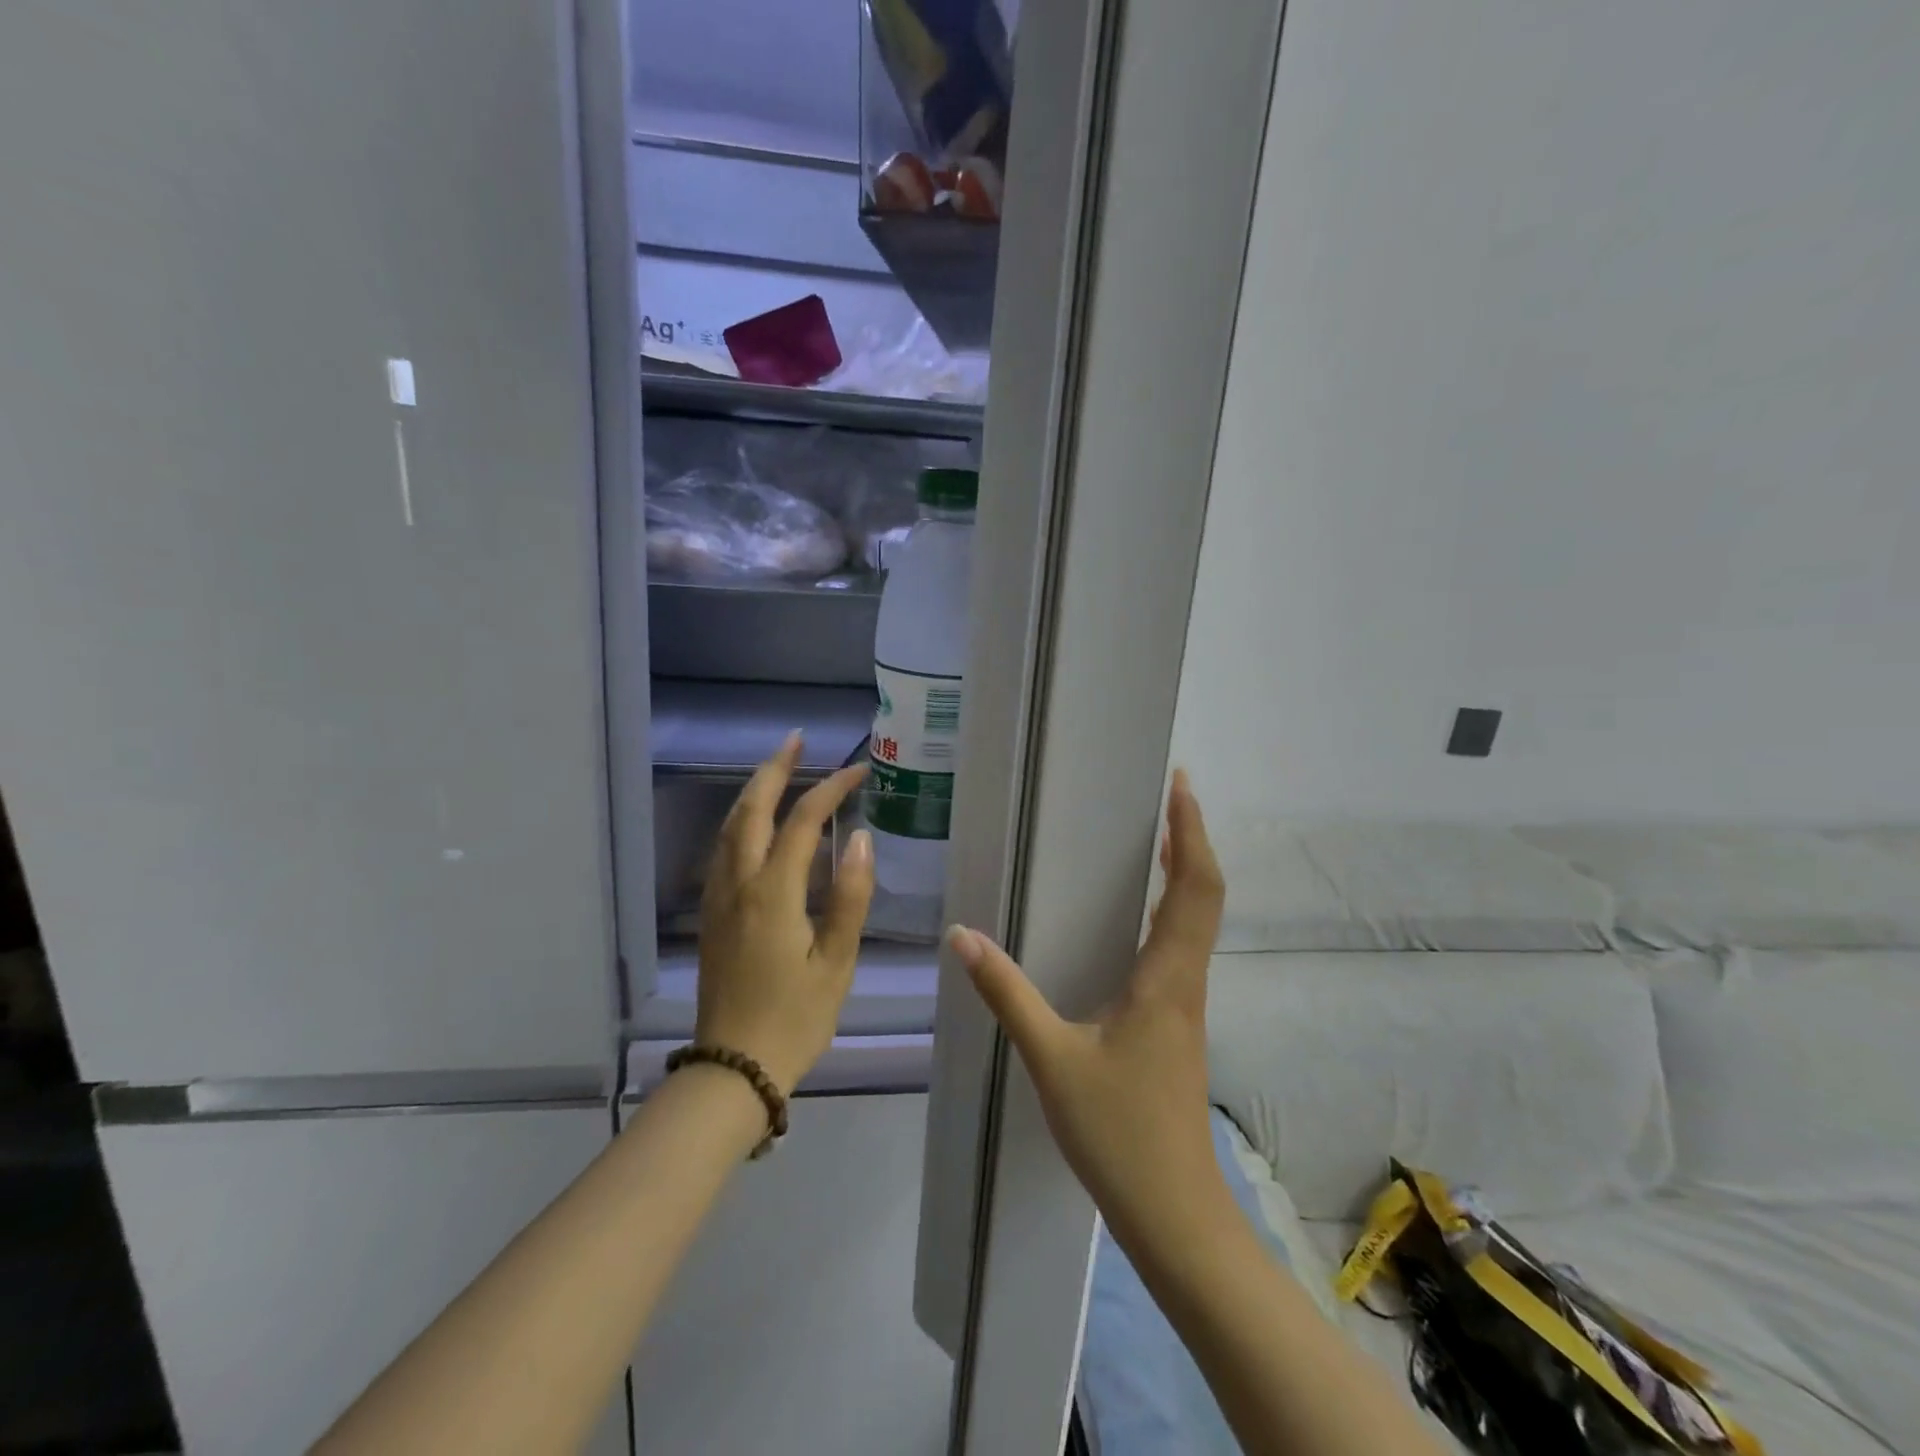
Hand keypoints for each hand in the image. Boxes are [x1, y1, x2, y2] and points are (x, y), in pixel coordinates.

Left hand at [695, 734, 872, 1095]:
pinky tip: (754, 824)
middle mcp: (739, 884)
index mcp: (773, 893)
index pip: (803, 822)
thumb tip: (862, 838)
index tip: (859, 771)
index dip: (831, 789)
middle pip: (751, 810)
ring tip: (777, 769)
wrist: (733, 1068)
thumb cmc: (795, 1018)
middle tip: (797, 741)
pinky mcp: (711, 915)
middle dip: (774, 770)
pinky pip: (722, 850)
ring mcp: (719, 899)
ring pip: (729, 828)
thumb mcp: (836, 962)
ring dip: (753, 792)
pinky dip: (740, 821)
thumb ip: (851, 896)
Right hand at [946, 770, 1228, 1249]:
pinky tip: (1139, 919)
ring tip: (1155, 840)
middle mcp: (1186, 982)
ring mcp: (1187, 1006)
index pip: (1194, 888)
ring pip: (1197, 923)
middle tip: (1165, 798)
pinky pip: (1181, 949)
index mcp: (1167, 979)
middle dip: (1191, 841)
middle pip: (1203, 896)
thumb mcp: (1051, 1059)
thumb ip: (1007, 994)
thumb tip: (962, 936)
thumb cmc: (1119, 1133)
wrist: (1174, 1213)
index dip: (1192, 833)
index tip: (1181, 787)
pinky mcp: (1178, 1025)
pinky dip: (1170, 911)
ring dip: (1184, 875)